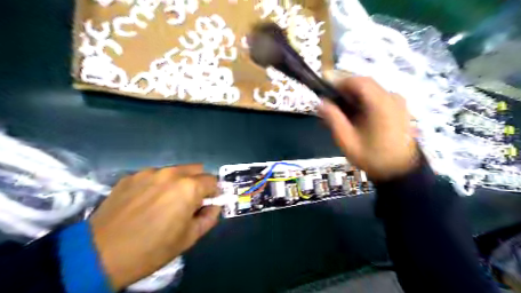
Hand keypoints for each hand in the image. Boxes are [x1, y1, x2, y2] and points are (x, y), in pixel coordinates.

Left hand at [89, 164, 218, 288]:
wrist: (99, 255)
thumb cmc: (152, 249)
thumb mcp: (189, 238)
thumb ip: (209, 218)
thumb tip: (213, 206)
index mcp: (189, 187)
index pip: (212, 181)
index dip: (213, 193)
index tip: (206, 204)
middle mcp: (171, 173)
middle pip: (196, 169)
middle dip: (198, 183)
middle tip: (189, 201)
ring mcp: (149, 172)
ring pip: (174, 171)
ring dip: (177, 182)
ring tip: (164, 202)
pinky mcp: (131, 176)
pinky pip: (153, 175)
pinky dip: (157, 184)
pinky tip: (145, 202)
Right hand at [320, 77, 420, 180]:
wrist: (400, 171)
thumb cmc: (372, 157)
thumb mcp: (347, 140)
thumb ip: (333, 119)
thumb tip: (321, 103)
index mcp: (380, 104)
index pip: (359, 81)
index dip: (340, 83)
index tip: (326, 93)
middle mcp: (392, 98)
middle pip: (365, 85)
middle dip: (346, 92)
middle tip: (332, 106)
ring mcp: (398, 103)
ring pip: (371, 91)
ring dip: (354, 98)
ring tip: (341, 114)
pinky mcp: (399, 109)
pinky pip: (378, 99)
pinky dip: (364, 103)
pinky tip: (356, 118)